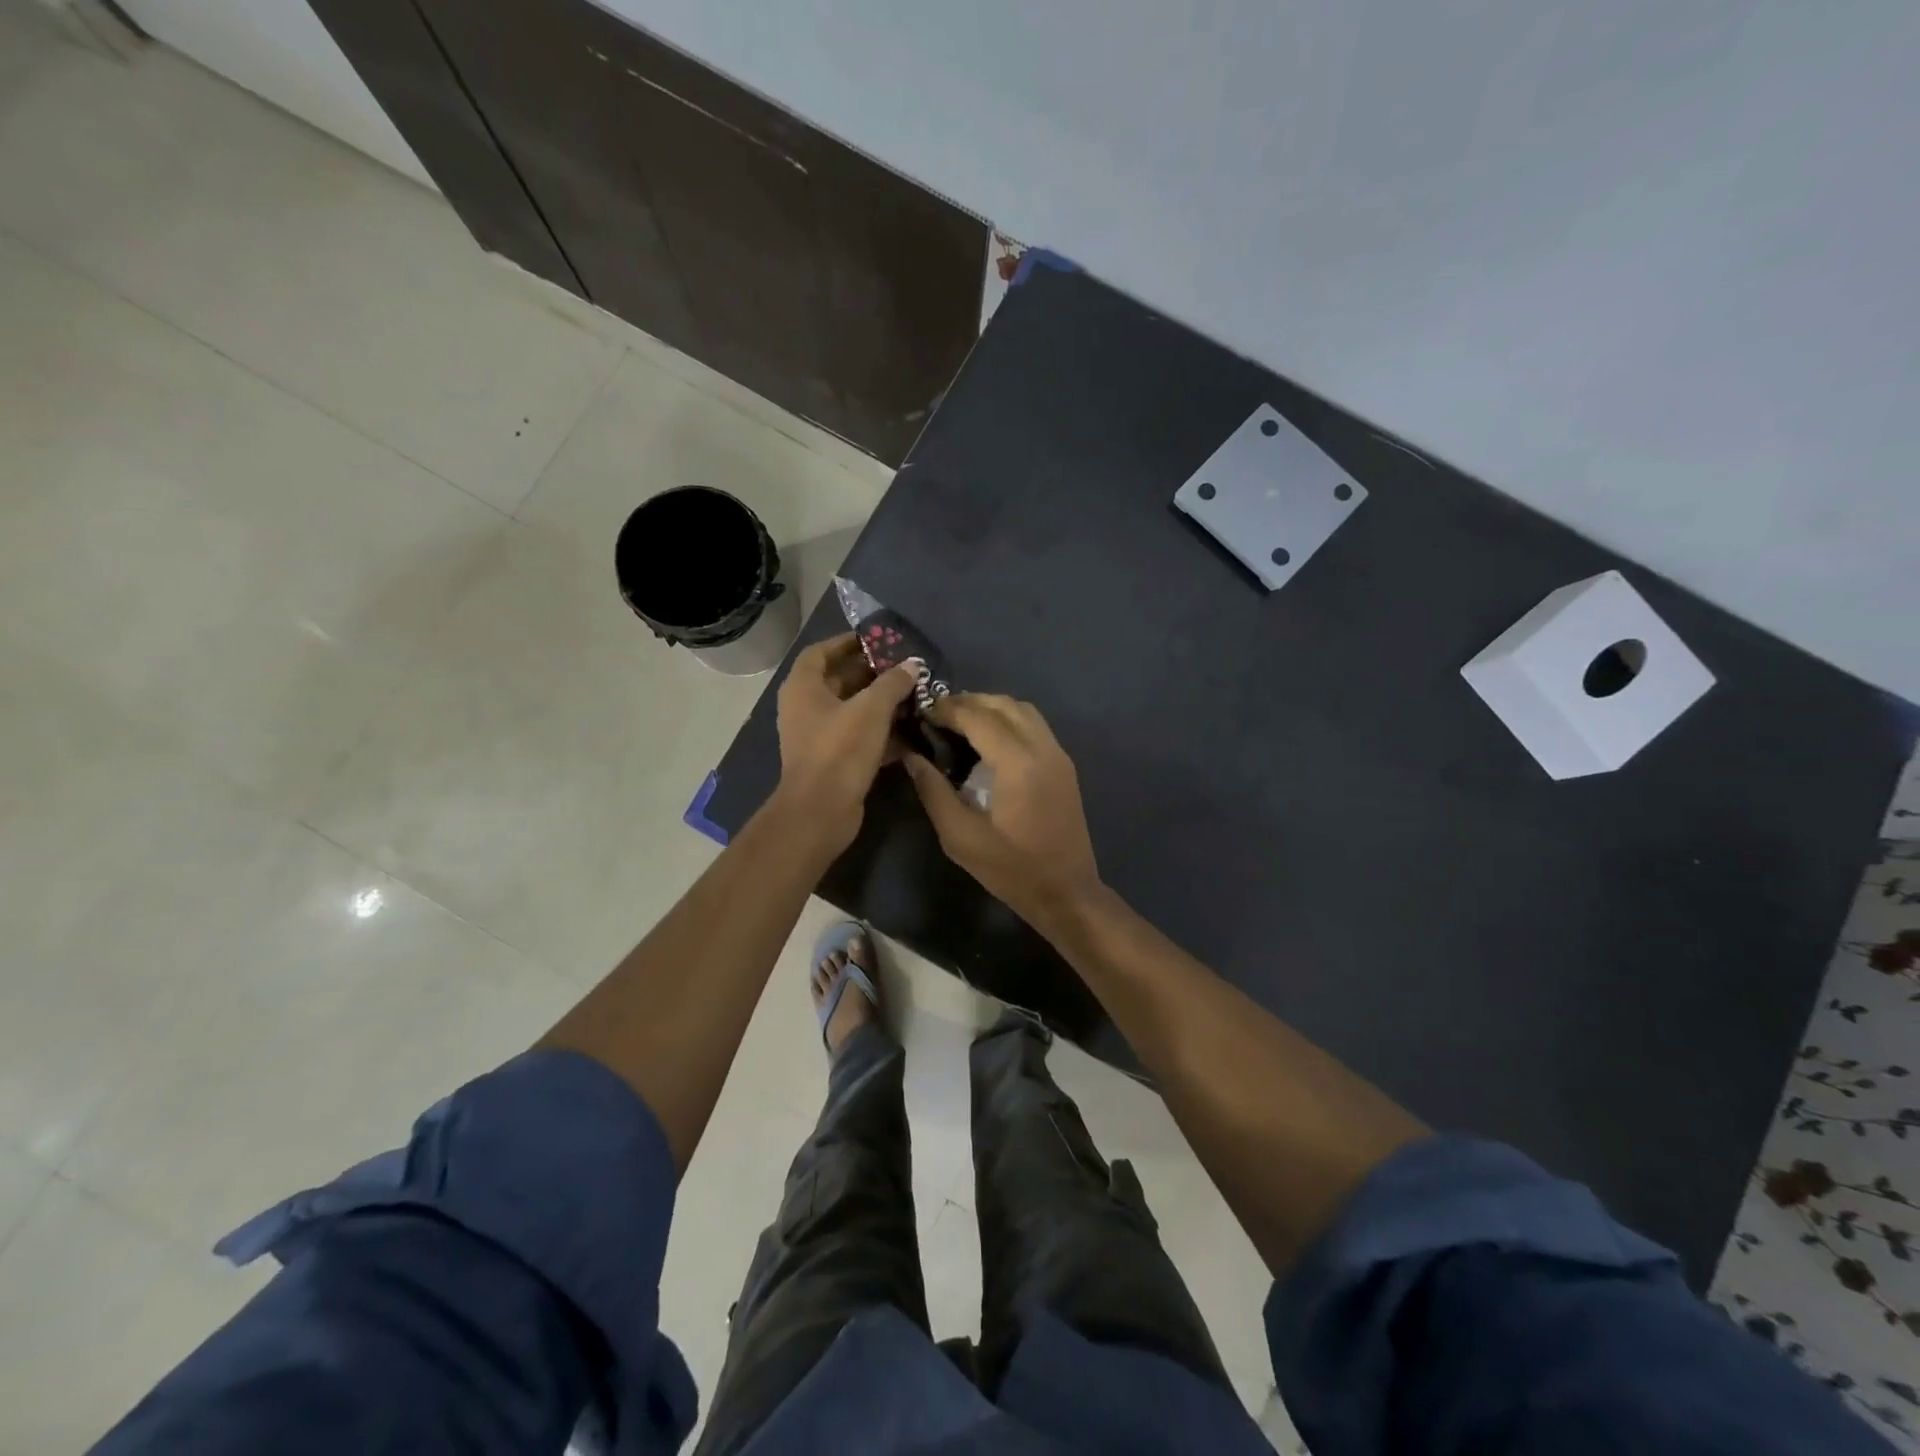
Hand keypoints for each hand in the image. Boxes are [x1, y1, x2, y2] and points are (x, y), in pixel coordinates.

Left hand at [774, 634, 918, 852]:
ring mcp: (817, 736)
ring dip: (879, 704)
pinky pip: (857, 737)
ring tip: (912, 696)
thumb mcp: (871, 710)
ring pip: (851, 711)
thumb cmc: (840, 750)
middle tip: (904, 669)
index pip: (820, 652)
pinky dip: (880, 732)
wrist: (821, 811)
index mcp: (803, 688)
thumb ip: (892, 683)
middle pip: (838, 681)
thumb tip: (912, 665)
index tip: (876, 641)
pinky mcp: (832, 760)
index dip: (846, 643)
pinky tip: (910, 731)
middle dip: (871, 674)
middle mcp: (805, 708)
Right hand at [904, 693, 1101, 925]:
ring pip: (1023, 710)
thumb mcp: (961, 837)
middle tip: (937, 715)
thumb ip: (934, 791)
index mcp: (1018, 763)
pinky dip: (1009, 720)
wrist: (1067, 892)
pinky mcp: (1064, 765)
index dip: (947, 709)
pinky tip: (988, 740)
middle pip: (1003, 704)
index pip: (978, 717)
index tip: (922, 711)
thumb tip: (913, 756)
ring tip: (960, 722)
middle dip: (968, 702)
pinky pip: (1034, 725)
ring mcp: (1058, 755)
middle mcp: (1043, 748)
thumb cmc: (1012, 870)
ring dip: (990, 707)